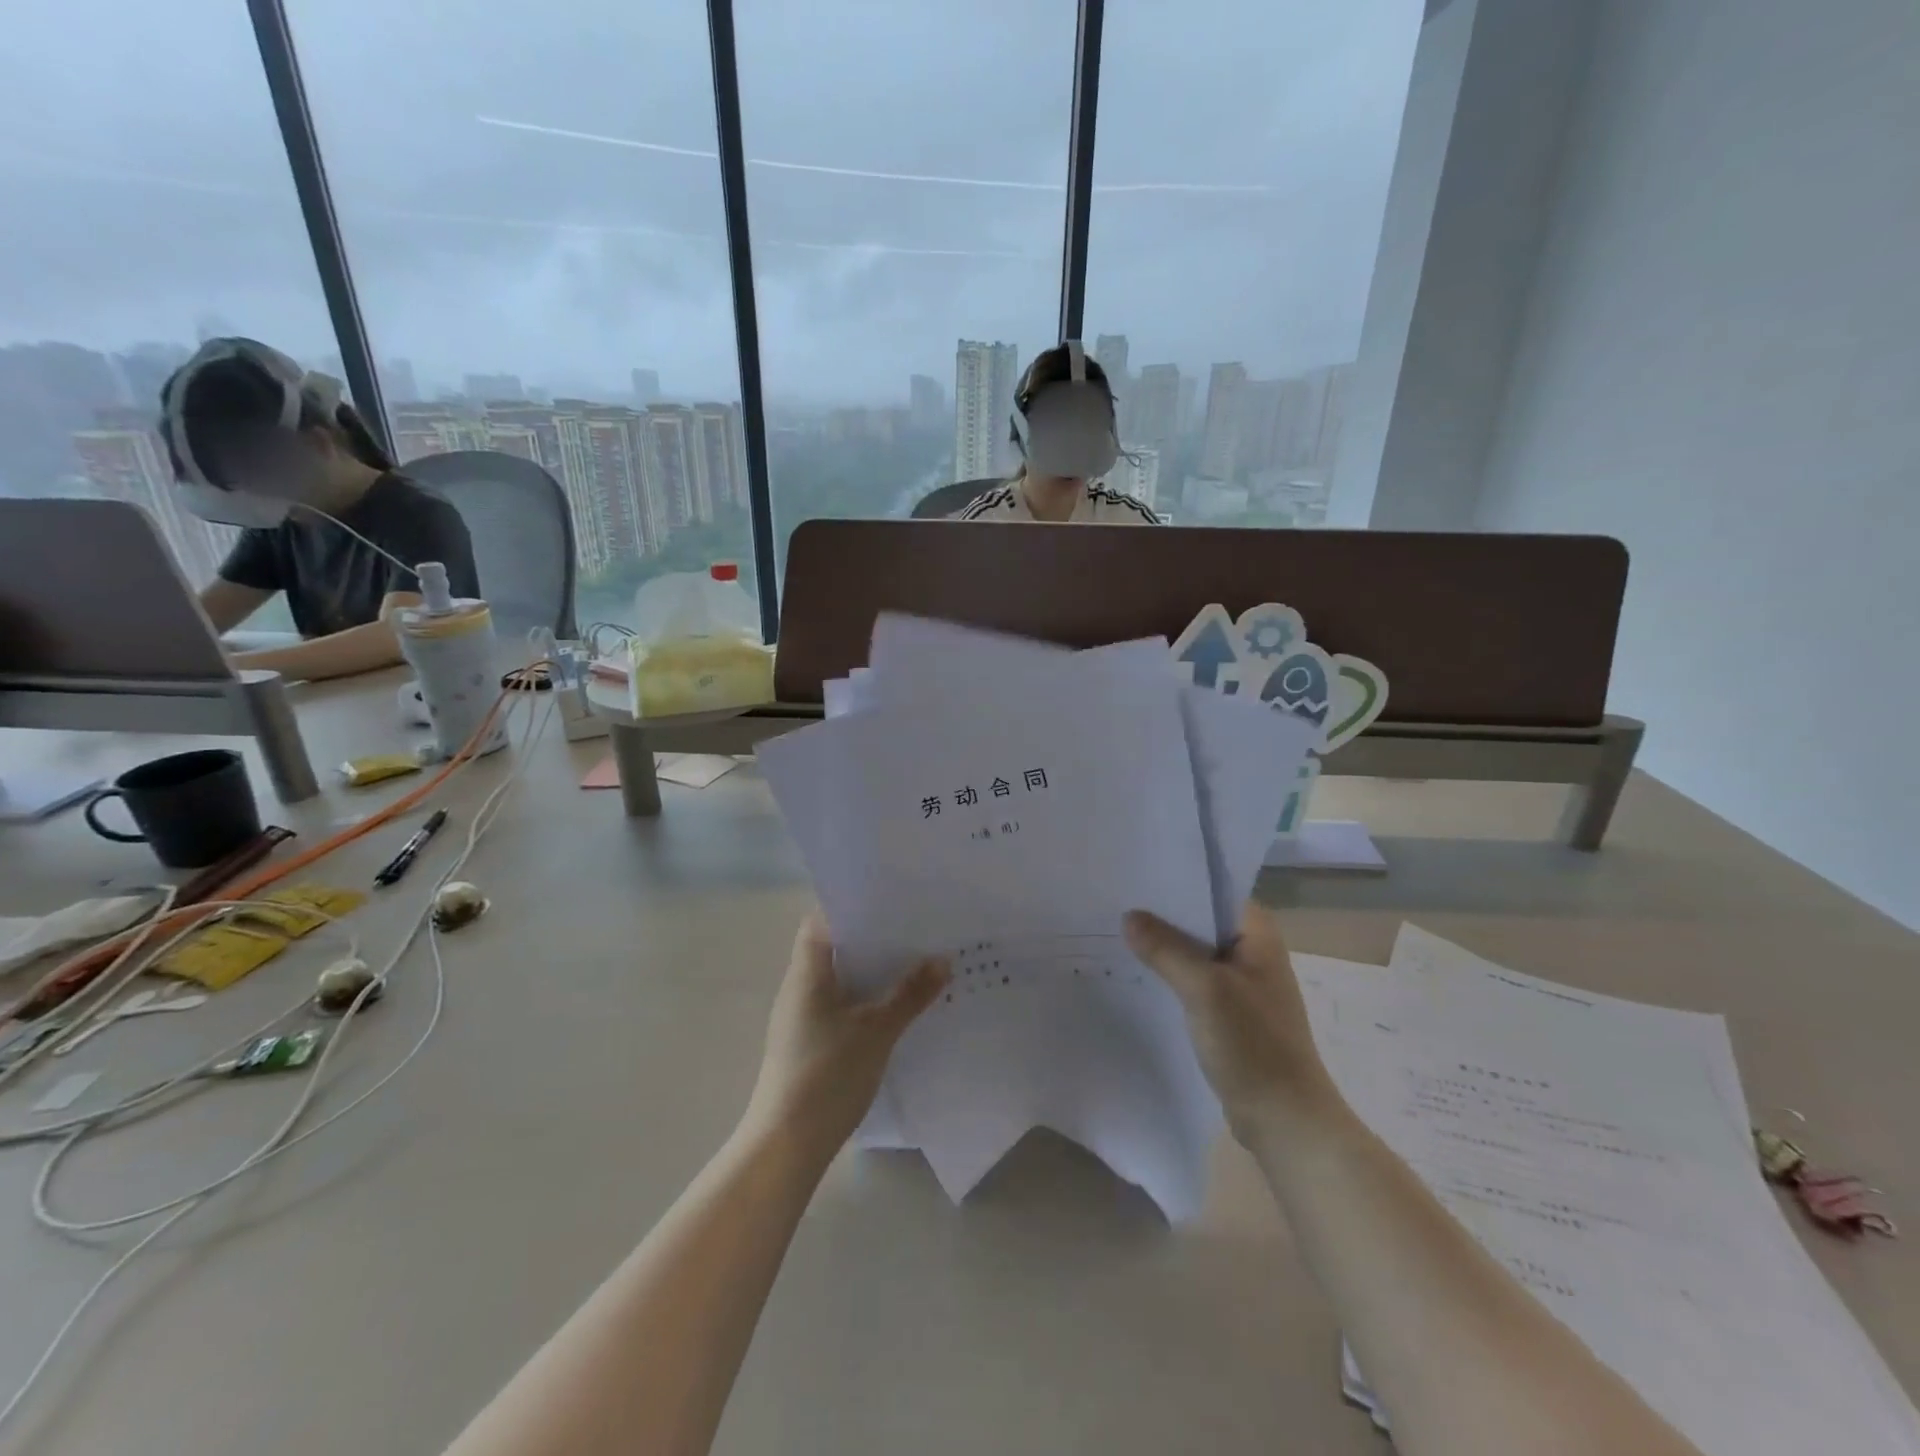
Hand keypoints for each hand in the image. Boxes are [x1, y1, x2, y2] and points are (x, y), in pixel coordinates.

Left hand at [744, 911, 948, 1159]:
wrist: (786, 1144)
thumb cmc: (827, 1076)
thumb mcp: (877, 1031)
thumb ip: (910, 994)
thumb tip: (943, 959)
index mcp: (807, 971)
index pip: (824, 918)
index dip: (854, 905)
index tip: (892, 901)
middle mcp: (799, 986)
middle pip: (835, 946)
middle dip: (874, 938)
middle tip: (916, 930)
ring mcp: (801, 1015)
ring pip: (840, 977)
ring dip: (872, 970)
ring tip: (915, 962)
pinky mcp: (809, 1040)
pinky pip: (840, 1003)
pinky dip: (866, 996)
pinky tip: (896, 1005)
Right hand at [1123, 902, 1340, 1143]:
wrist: (1285, 1119)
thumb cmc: (1253, 1045)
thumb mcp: (1205, 989)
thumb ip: (1166, 949)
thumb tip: (1129, 917)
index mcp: (1257, 933)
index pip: (1213, 888)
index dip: (1176, 880)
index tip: (1136, 874)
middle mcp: (1252, 950)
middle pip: (1200, 919)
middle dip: (1161, 913)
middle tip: (1115, 901)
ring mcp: (1242, 983)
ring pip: (1194, 951)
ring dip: (1163, 945)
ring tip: (1116, 932)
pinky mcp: (1230, 1011)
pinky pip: (1193, 979)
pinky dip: (1169, 974)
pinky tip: (1137, 973)